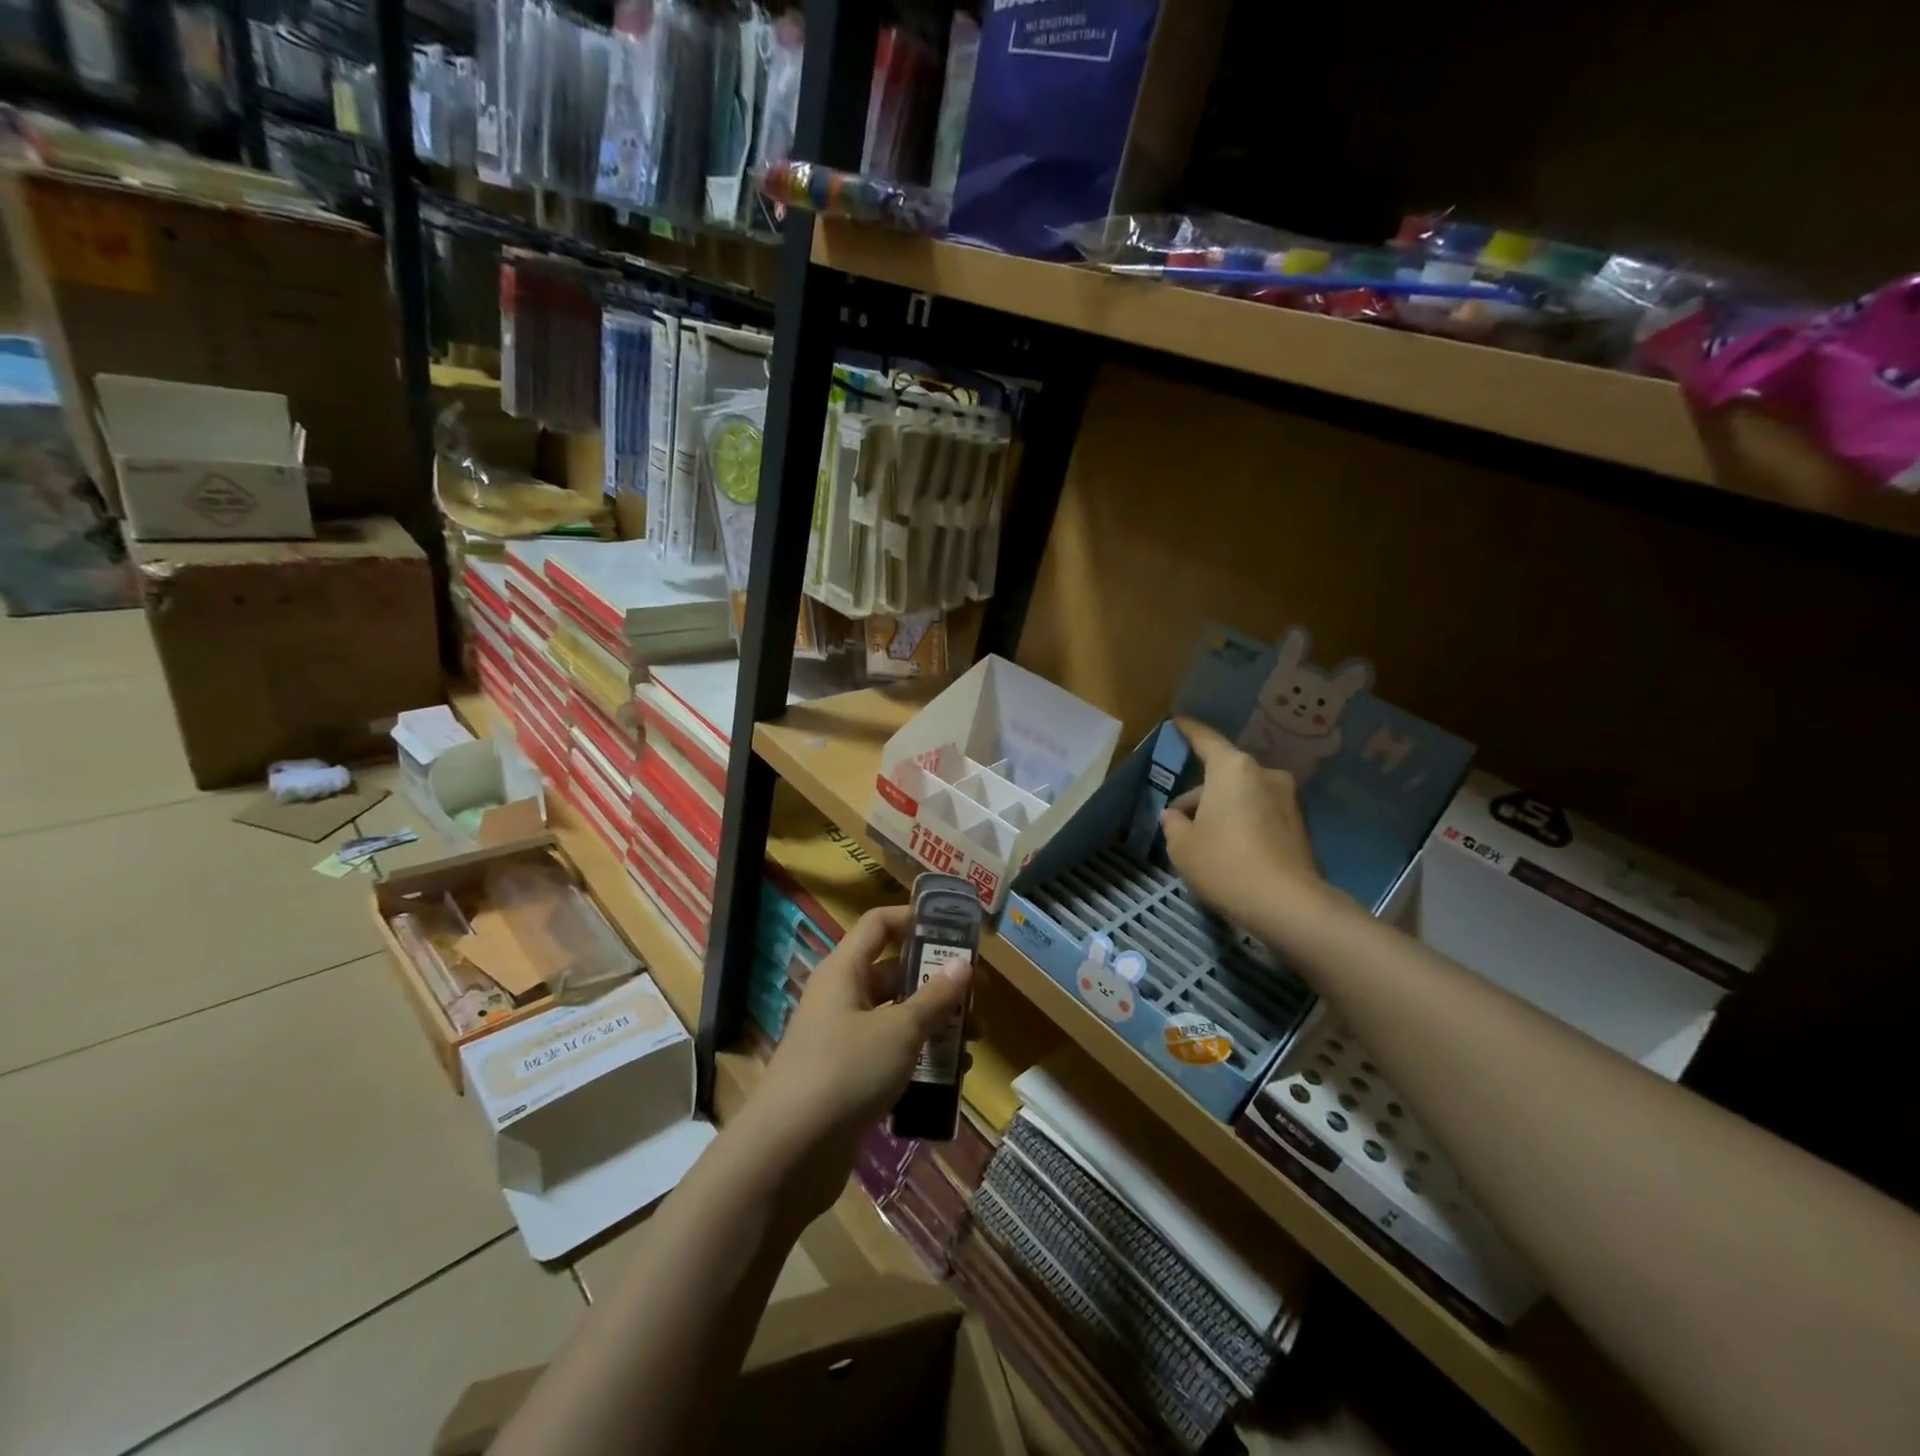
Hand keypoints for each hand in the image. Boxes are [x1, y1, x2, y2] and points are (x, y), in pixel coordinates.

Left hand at [744, 904, 972, 1224]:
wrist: (787, 1154)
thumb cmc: (845, 1071)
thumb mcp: (899, 1031)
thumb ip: (934, 998)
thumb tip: (964, 965)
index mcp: (845, 971)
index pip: (879, 924)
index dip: (914, 918)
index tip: (955, 930)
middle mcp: (841, 998)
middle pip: (894, 974)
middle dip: (937, 983)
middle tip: (977, 996)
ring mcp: (842, 1041)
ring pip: (896, 1018)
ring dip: (934, 1026)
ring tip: (972, 1043)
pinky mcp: (847, 1080)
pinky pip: (890, 1057)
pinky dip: (918, 1061)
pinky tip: (950, 1079)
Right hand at [1161, 716, 1327, 934]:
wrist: (1288, 904)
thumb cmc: (1225, 865)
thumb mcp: (1183, 847)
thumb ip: (1174, 825)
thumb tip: (1175, 816)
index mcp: (1232, 770)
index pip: (1206, 740)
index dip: (1189, 731)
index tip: (1179, 721)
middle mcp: (1264, 775)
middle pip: (1224, 774)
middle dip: (1201, 792)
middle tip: (1178, 818)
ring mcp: (1287, 799)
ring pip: (1243, 794)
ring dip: (1223, 808)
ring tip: (1202, 838)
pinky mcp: (1299, 826)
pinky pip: (1261, 813)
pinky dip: (1243, 822)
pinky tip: (1229, 850)